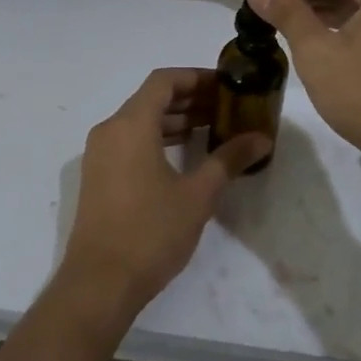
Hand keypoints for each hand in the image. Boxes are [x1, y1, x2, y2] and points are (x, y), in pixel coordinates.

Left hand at [58, 68, 271, 321]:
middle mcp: (110, 130)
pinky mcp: (98, 176)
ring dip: (174, 120)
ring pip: (140, 121)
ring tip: (212, 129)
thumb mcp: (198, 195)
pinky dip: (157, 138)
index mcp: (130, 124)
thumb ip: (229, 159)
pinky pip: (130, 141)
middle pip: (151, 99)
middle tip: (226, 108)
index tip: (226, 85)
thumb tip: (261, 138)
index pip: (164, 81)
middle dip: (189, 99)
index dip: (196, 77)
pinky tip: (184, 156)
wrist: (100, 283)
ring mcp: (99, 154)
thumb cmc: (151, 232)